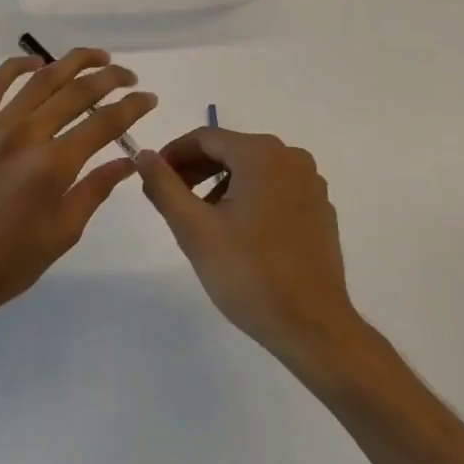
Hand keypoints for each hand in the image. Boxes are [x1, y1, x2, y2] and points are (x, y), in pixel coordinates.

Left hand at [0, 49, 155, 342]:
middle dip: (110, 78)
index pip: (104, 123)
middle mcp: (25, 135)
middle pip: (76, 92)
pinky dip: (16, 67)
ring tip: (97, 58)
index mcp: (53, 166)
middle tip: (129, 77)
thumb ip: (94, 191)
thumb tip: (127, 161)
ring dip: (72, 62)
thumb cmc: (3, 265)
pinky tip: (35, 64)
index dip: (132, 107)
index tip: (149, 98)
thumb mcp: (61, 235)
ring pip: (40, 80)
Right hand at [137, 128, 365, 374]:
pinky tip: (238, 231)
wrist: (312, 325)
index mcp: (261, 154)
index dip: (173, 154)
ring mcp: (311, 183)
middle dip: (196, 169)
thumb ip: (164, 186)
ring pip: (254, 169)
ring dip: (222, 183)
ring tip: (202, 218)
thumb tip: (143, 155)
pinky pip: (277, 188)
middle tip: (171, 198)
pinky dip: (251, 197)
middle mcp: (291, 158)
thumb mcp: (194, 229)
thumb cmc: (248, 273)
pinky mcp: (320, 208)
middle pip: (232, 150)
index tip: (153, 177)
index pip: (205, 138)